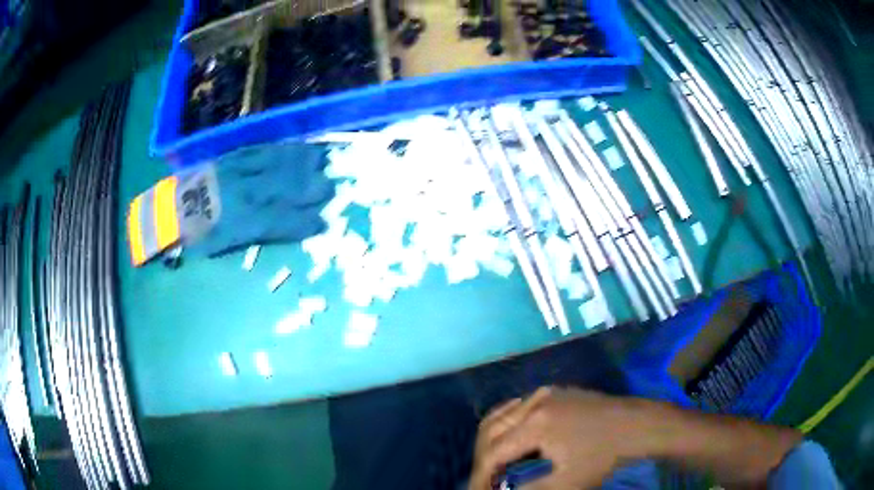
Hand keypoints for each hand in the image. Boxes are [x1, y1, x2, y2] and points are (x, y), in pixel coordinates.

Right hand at [469, 387, 648, 489]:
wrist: (635, 425)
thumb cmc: (603, 455)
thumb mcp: (568, 481)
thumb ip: (531, 489)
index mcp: (536, 425)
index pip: (493, 452)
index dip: (480, 475)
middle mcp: (534, 403)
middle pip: (489, 431)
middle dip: (483, 458)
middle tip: (486, 479)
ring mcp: (543, 393)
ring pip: (500, 416)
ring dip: (492, 442)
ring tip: (496, 465)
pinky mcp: (552, 392)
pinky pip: (516, 407)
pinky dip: (506, 426)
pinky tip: (511, 439)